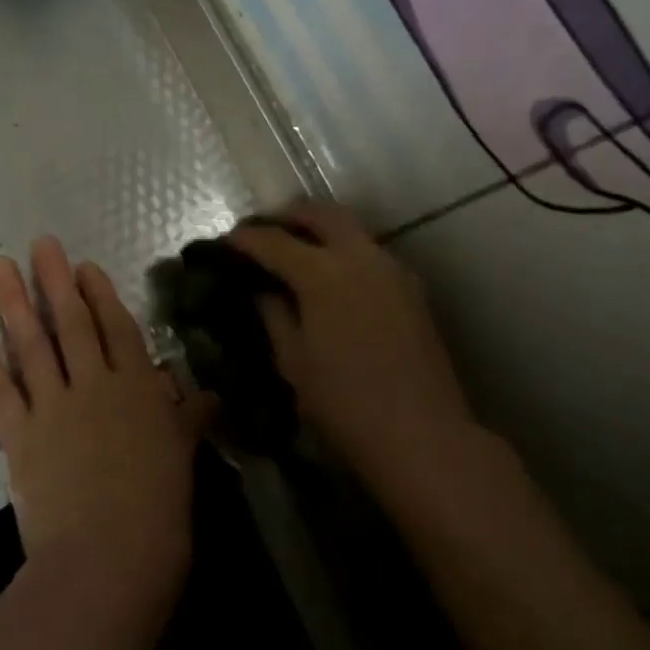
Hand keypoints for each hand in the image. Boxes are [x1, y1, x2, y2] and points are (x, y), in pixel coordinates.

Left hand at [0, 238, 212, 640]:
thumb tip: (209, 395)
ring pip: (31, 345)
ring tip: (0, 266)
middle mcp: (94, 385)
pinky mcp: (19, 436)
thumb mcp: (182, 460)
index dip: (100, 294)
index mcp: (138, 389)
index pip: (117, 329)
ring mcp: (53, 408)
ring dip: (14, 303)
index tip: (83, 265)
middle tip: (39, 243)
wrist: (107, 563)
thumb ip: (188, 421)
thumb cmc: (159, 515)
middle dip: (55, 280)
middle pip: (71, 323)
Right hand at [227, 201, 480, 502]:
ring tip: (295, 251)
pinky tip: (331, 278)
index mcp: (323, 273)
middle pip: (320, 213)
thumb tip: (261, 290)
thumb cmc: (345, 404)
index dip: (246, 239)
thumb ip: (274, 315)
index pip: (274, 241)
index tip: (227, 242)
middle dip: (288, 216)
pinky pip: (370, 251)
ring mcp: (391, 269)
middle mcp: (360, 257)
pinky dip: (344, 249)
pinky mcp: (411, 287)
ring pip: (350, 228)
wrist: (423, 436)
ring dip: (319, 229)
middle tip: (264, 231)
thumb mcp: (293, 362)